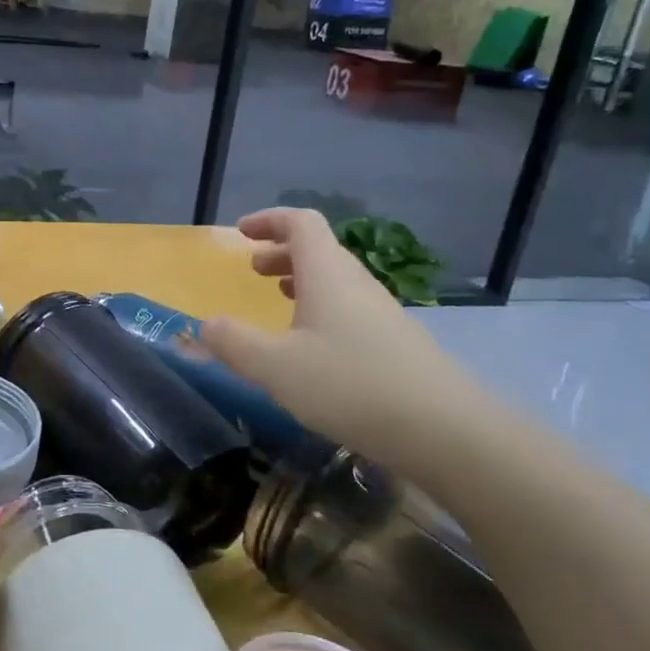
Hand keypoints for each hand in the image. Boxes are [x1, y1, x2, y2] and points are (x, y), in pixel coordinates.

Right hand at [203, 207, 475, 465]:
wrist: (445, 430)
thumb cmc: (350, 385)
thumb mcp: (276, 367)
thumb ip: (234, 343)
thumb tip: (205, 325)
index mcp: (327, 273)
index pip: (300, 223)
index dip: (269, 220)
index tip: (241, 233)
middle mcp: (356, 283)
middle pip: (319, 249)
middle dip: (281, 252)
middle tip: (253, 270)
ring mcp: (382, 313)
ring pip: (336, 280)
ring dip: (302, 281)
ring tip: (278, 301)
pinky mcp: (395, 343)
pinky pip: (350, 308)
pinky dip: (322, 309)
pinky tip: (313, 347)